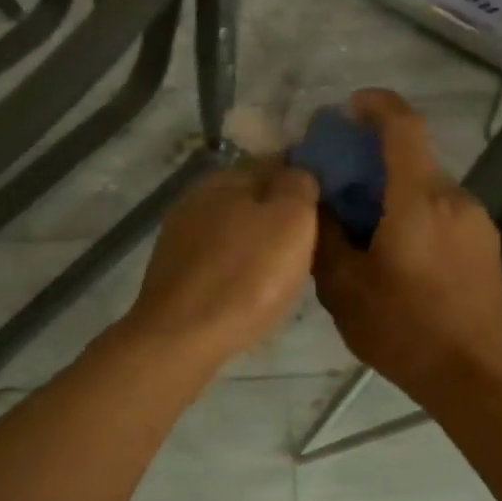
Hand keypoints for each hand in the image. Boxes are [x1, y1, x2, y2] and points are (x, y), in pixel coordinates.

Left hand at [122, 158, 319, 369]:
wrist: (181, 338)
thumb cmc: (246, 276)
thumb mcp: (292, 220)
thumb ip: (299, 184)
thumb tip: (299, 172)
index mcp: (227, 176)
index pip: (276, 162)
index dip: (305, 181)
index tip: (328, 206)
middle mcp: (197, 197)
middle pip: (252, 196)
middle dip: (280, 214)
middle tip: (312, 242)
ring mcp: (180, 235)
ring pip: (234, 229)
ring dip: (258, 243)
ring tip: (285, 270)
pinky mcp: (173, 271)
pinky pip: (218, 259)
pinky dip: (238, 268)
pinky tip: (251, 289)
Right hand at [312, 89, 501, 404]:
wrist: (478, 376)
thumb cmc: (405, 331)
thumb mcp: (344, 288)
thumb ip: (325, 236)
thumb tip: (316, 201)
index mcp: (418, 200)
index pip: (403, 126)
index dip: (376, 105)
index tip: (348, 107)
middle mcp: (453, 198)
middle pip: (411, 157)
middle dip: (373, 159)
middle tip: (338, 185)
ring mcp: (475, 219)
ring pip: (425, 186)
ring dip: (393, 190)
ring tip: (362, 227)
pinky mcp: (485, 242)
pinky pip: (441, 209)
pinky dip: (413, 211)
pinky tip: (395, 251)